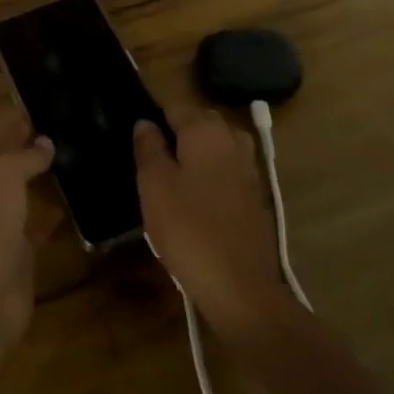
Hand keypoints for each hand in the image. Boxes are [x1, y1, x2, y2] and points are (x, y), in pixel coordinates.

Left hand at [0, 118, 55, 369]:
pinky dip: (56, 213)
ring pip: (25, 193)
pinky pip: (40, 226)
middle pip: (8, 164)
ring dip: (44, 177)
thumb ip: (22, 157)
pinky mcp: (22, 258)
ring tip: (78, 153)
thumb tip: (44, 141)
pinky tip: (79, 200)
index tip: (42, 101)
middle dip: (30, 145)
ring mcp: (2, 228)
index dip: (11, 119)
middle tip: (68, 123)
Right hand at [134, 109, 292, 337]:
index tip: (136, 138)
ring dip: (194, 156)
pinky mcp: (256, 194)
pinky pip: (226, 171)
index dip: (153, 118)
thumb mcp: (154, 186)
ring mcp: (249, 167)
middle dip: (176, 134)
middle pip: (199, 123)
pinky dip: (210, 176)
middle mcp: (232, 139)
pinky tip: (194, 201)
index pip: (175, 106)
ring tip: (170, 181)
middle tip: (149, 161)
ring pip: (215, 147)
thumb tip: (146, 123)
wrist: (240, 286)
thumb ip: (149, 148)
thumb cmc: (188, 229)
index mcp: (206, 130)